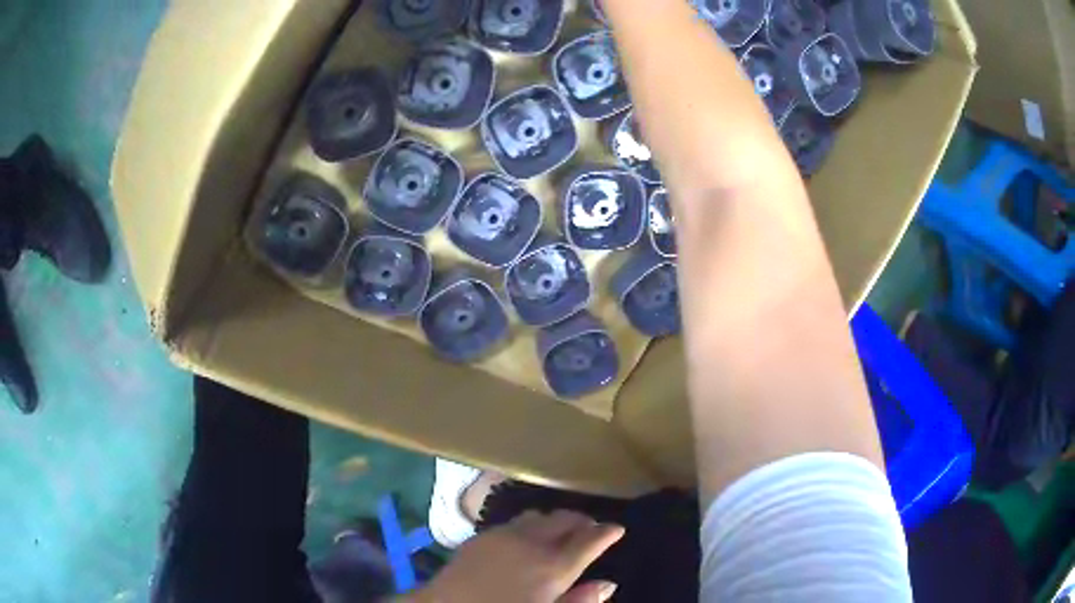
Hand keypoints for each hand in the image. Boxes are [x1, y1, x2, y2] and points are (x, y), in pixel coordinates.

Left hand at [406, 510, 624, 602]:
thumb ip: (580, 601)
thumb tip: (608, 584)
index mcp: (554, 567)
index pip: (590, 539)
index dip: (608, 532)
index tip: (617, 529)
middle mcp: (532, 543)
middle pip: (566, 519)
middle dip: (583, 522)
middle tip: (591, 530)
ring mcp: (504, 535)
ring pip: (540, 516)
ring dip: (555, 521)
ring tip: (560, 533)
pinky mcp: (481, 535)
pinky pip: (514, 521)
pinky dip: (530, 525)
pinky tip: (526, 539)